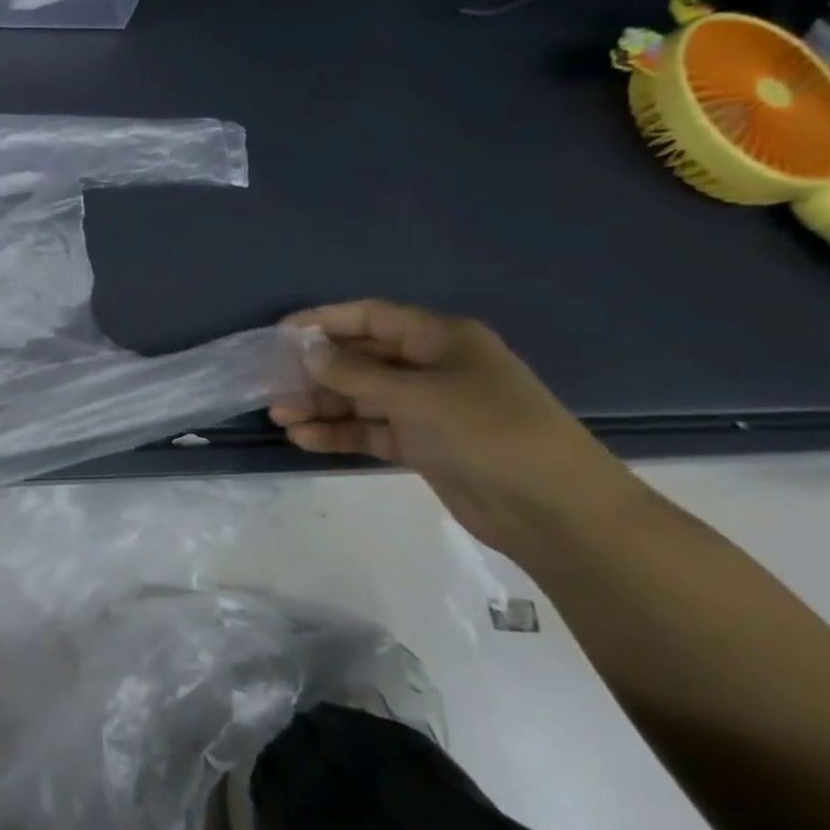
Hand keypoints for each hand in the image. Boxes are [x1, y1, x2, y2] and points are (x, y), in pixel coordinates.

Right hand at [269, 300, 644, 557]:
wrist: (556, 512)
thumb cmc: (487, 432)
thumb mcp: (415, 395)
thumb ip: (355, 373)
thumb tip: (308, 351)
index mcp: (440, 339)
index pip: (371, 317)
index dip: (324, 321)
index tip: (279, 334)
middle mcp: (433, 367)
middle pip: (362, 358)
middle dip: (316, 371)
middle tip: (272, 384)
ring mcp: (429, 408)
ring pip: (362, 397)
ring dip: (322, 405)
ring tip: (280, 416)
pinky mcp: (426, 445)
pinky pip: (372, 430)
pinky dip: (340, 433)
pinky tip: (304, 439)